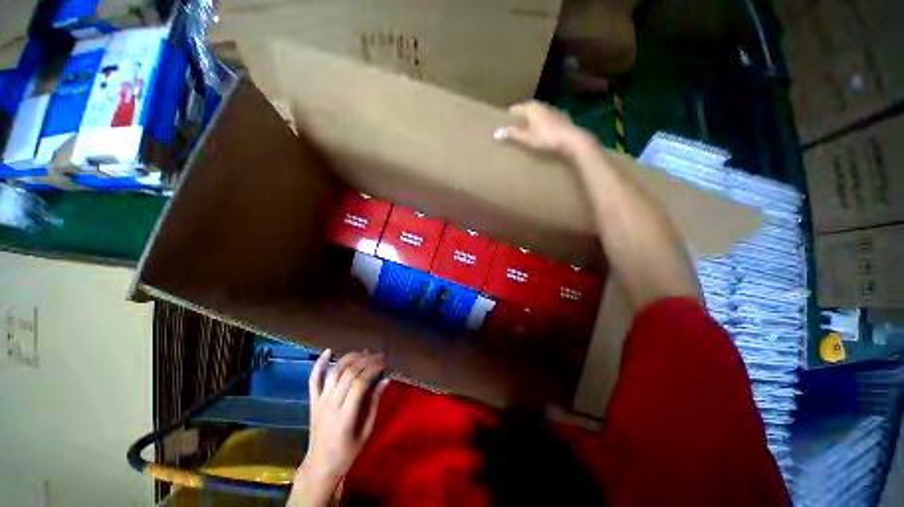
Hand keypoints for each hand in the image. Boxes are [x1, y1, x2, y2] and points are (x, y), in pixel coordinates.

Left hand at [289, 350, 388, 505]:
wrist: (319, 466)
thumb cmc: (347, 452)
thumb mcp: (366, 431)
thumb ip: (374, 404)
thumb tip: (385, 380)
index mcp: (345, 417)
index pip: (360, 384)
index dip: (373, 369)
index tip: (384, 364)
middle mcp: (331, 405)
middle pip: (348, 374)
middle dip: (366, 360)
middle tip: (379, 356)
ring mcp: (320, 401)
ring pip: (334, 372)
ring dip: (350, 358)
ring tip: (364, 352)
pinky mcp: (313, 401)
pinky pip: (314, 379)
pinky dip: (320, 363)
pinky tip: (329, 350)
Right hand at [493, 101, 596, 157]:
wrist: (571, 140)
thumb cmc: (546, 138)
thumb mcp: (526, 138)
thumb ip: (511, 134)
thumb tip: (495, 133)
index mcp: (531, 108)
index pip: (515, 108)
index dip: (508, 115)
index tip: (502, 122)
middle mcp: (541, 105)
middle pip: (526, 109)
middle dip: (519, 117)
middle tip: (512, 126)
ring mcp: (552, 110)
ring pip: (537, 113)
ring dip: (530, 120)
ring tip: (525, 129)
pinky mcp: (560, 117)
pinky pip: (545, 119)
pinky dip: (540, 123)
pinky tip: (540, 132)